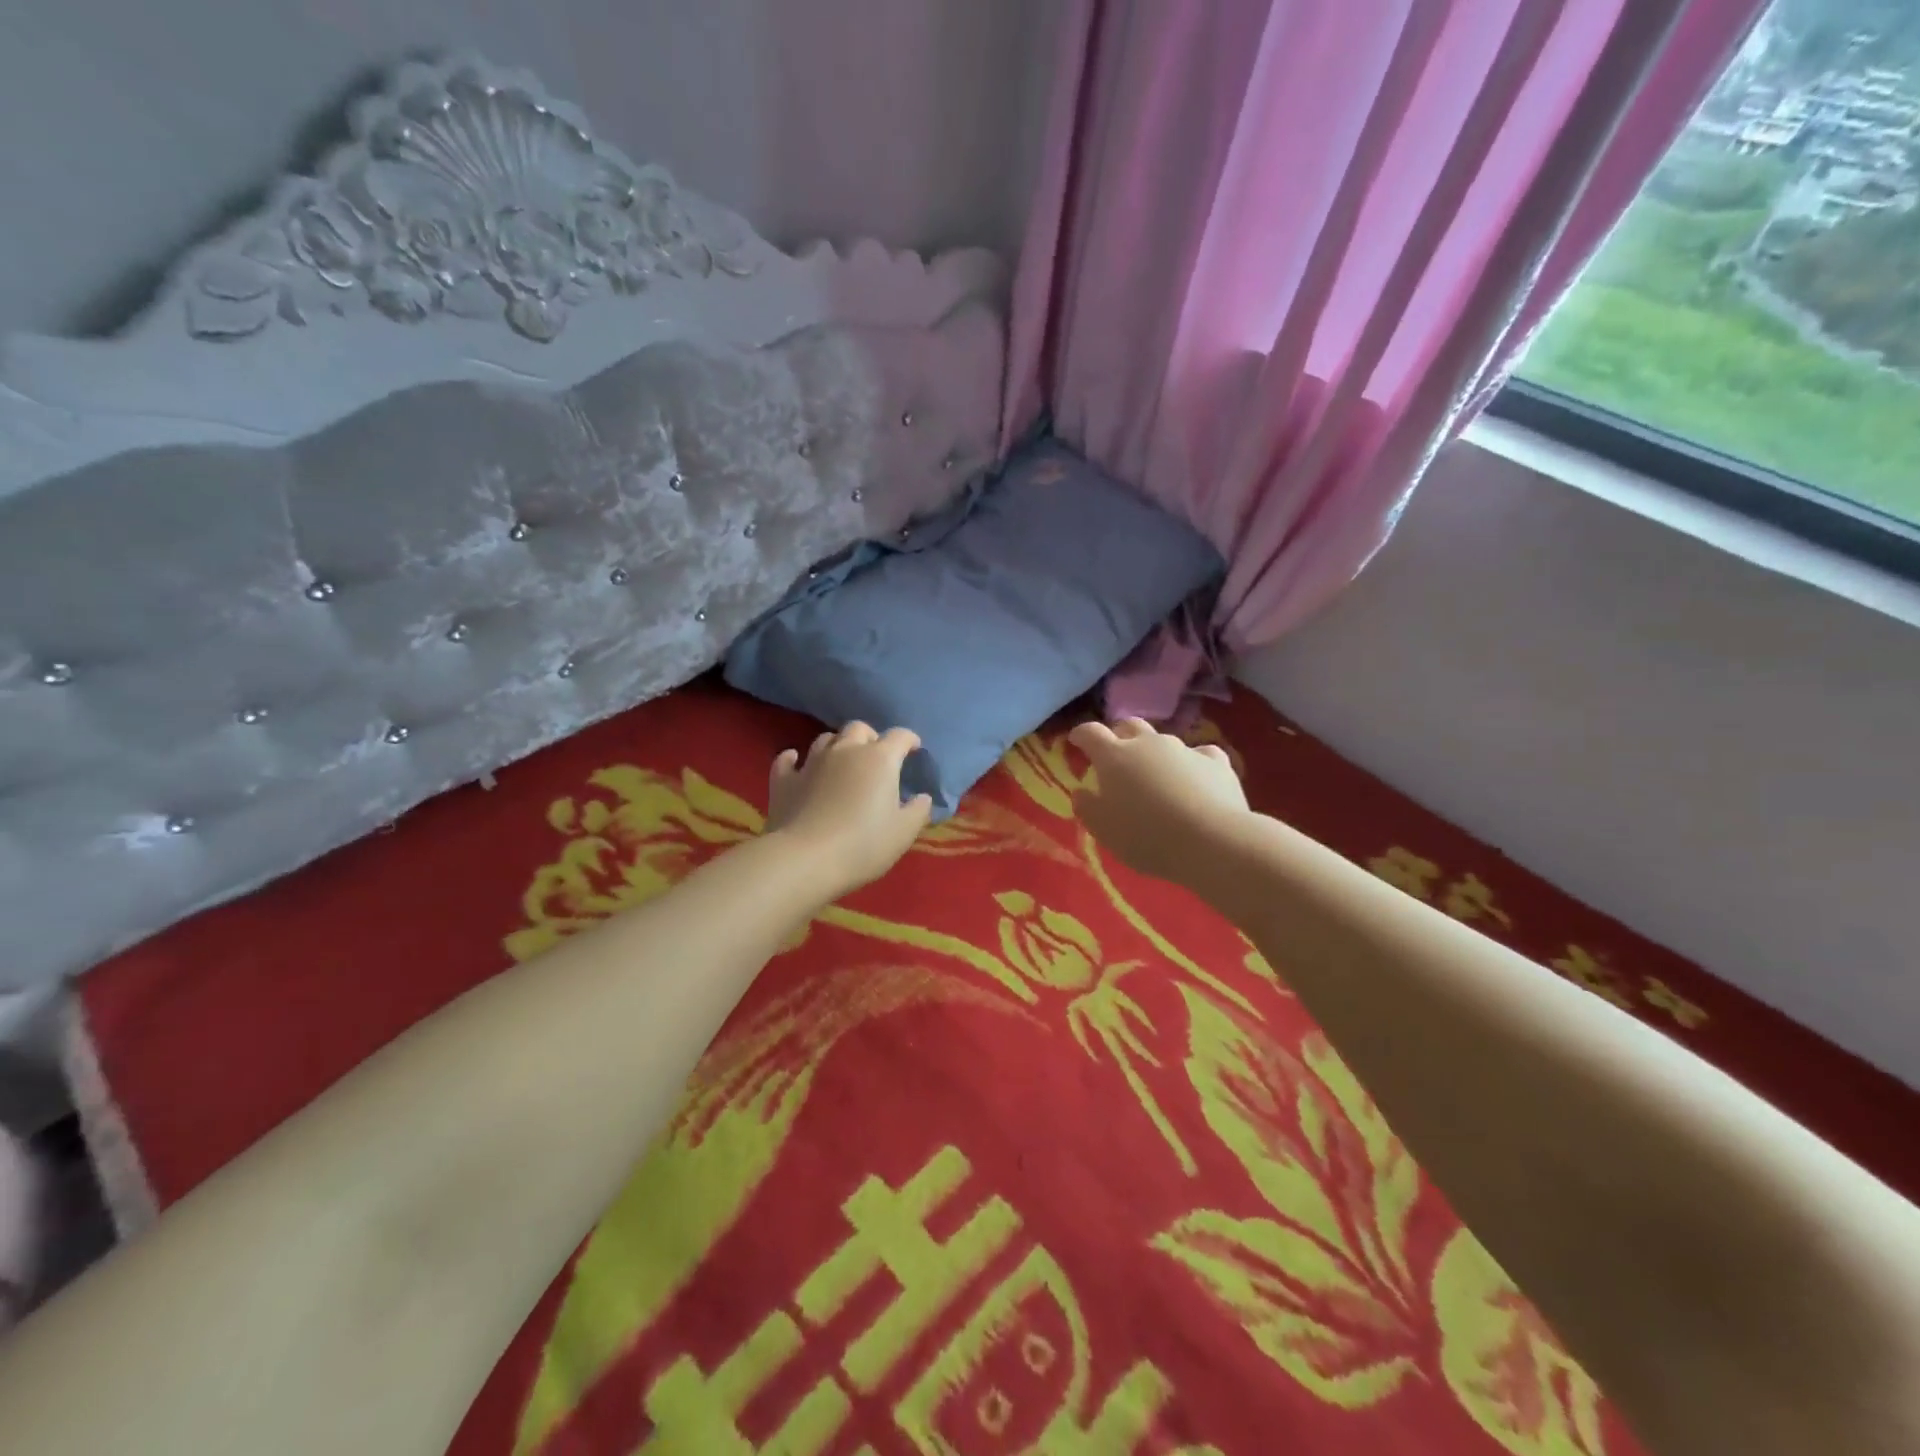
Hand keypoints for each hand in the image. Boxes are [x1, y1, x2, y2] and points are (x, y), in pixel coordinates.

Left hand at [765, 723, 932, 898]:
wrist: (805, 859)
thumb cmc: (863, 845)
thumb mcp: (903, 832)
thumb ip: (918, 810)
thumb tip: (922, 797)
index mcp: (879, 759)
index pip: (899, 736)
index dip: (909, 739)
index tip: (914, 749)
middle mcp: (845, 751)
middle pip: (859, 728)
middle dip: (870, 737)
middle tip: (876, 756)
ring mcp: (811, 763)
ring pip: (825, 739)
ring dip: (837, 746)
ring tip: (842, 762)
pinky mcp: (784, 781)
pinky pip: (787, 760)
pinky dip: (794, 759)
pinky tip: (797, 764)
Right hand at [1068, 718, 1249, 888]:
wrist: (1212, 840)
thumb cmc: (1146, 836)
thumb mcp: (1104, 830)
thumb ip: (1088, 808)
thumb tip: (1081, 792)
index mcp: (1114, 757)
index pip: (1091, 733)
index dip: (1081, 734)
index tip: (1076, 740)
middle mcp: (1148, 744)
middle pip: (1129, 725)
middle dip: (1119, 734)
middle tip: (1116, 753)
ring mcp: (1184, 749)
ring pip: (1164, 741)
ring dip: (1156, 753)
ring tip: (1158, 776)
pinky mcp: (1216, 761)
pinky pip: (1200, 755)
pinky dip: (1193, 764)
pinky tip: (1197, 780)